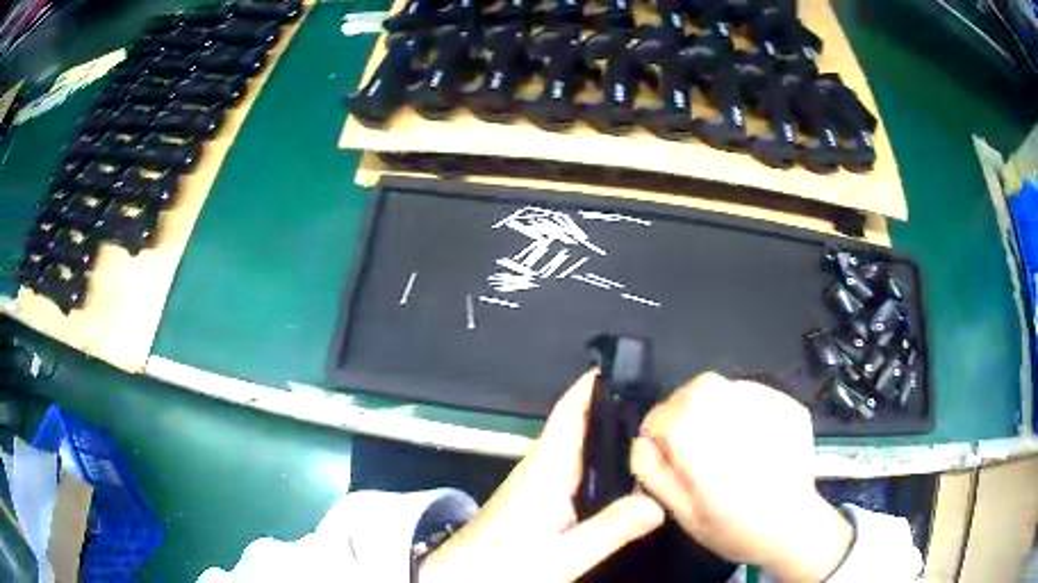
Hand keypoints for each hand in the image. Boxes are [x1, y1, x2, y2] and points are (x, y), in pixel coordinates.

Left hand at [419, 371, 664, 582]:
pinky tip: (613, 472)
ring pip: (571, 443)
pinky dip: (591, 456)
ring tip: (644, 429)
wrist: (460, 578)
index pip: (570, 412)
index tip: (626, 365)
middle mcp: (538, 466)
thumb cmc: (505, 564)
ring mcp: (531, 481)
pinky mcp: (530, 497)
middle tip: (654, 400)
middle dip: (608, 405)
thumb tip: (659, 501)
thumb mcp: (564, 556)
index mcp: (547, 470)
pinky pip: (567, 464)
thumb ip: (611, 529)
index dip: (592, 384)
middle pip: (574, 423)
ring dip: (601, 430)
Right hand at [630, 372, 852, 582]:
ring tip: (726, 442)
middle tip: (696, 447)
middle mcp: (728, 408)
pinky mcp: (787, 404)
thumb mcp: (681, 512)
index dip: (657, 438)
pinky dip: (744, 411)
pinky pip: (753, 395)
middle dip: (685, 414)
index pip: (659, 416)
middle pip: (692, 392)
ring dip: (715, 409)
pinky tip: (752, 440)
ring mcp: (764, 402)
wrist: (793, 527)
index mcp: (695, 436)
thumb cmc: (732, 528)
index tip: (668, 458)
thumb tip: (642, 442)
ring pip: (723, 389)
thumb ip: (654, 473)